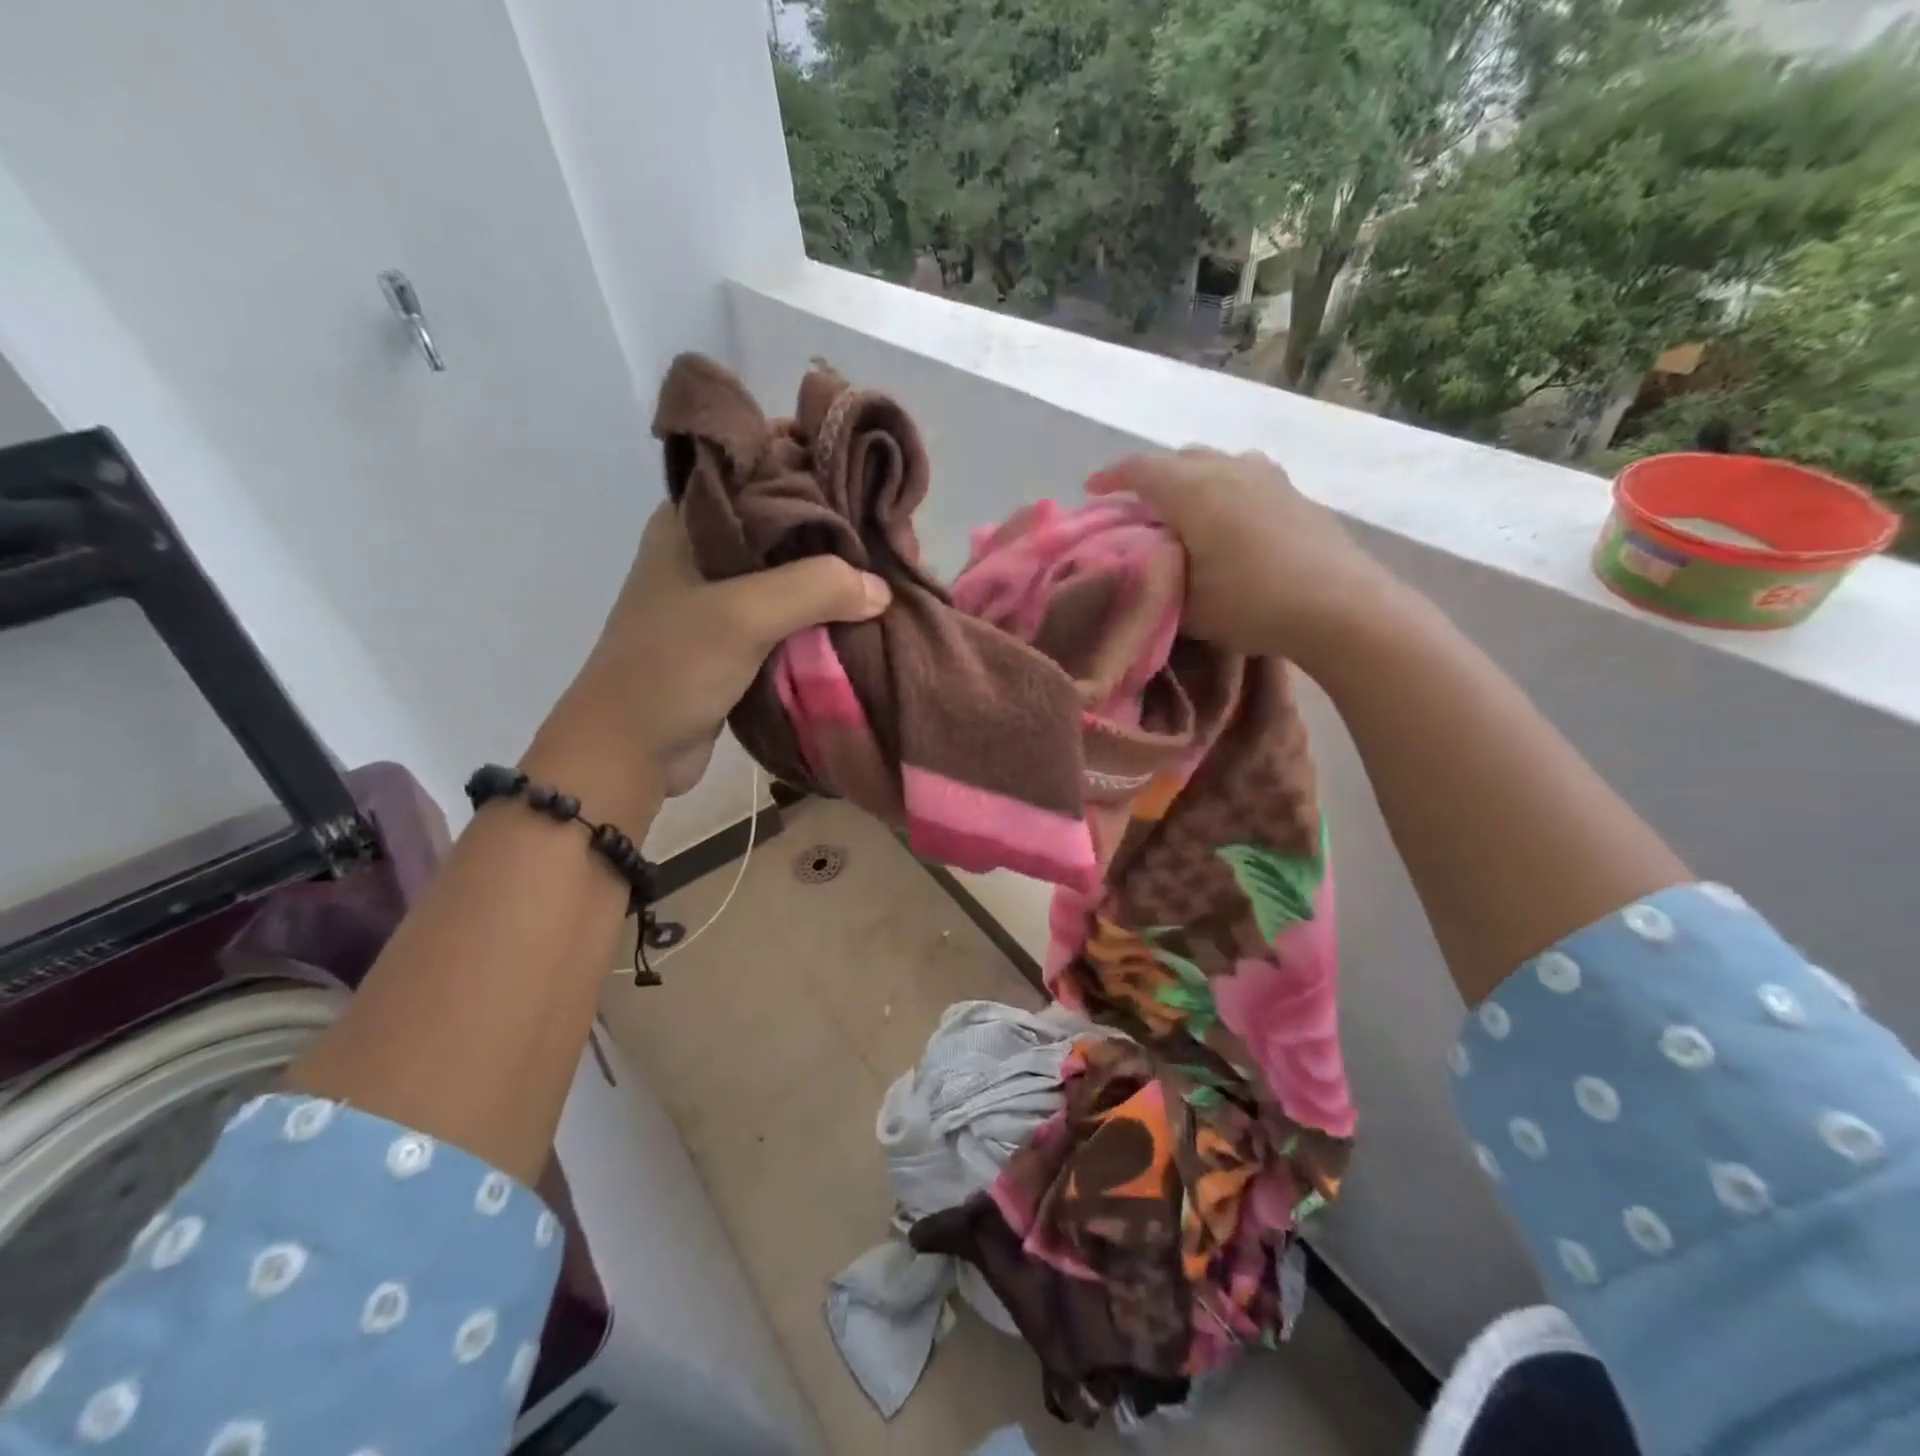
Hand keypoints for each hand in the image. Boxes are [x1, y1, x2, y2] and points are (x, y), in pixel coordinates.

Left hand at [530, 503, 890, 804]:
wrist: (630, 751)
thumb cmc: (671, 668)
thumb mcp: (743, 616)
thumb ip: (814, 589)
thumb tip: (881, 589)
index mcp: (694, 517)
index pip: (766, 469)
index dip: (820, 473)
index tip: (872, 489)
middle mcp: (709, 544)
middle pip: (788, 522)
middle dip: (839, 533)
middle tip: (893, 542)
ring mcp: (723, 592)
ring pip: (794, 571)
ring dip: (836, 579)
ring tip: (890, 577)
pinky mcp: (738, 634)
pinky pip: (792, 613)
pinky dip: (824, 615)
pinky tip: (863, 617)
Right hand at [1087, 448, 1401, 665]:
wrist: (1340, 606)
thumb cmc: (1252, 603)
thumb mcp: (1188, 604)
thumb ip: (1160, 581)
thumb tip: (1149, 569)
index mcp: (1194, 491)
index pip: (1141, 471)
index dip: (1111, 478)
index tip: (1091, 490)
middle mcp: (1229, 470)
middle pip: (1180, 459)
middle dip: (1152, 478)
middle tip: (1139, 508)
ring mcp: (1268, 478)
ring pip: (1217, 463)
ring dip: (1192, 479)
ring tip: (1185, 510)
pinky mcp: (1295, 494)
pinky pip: (1246, 477)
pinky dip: (1225, 490)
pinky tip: (1230, 522)